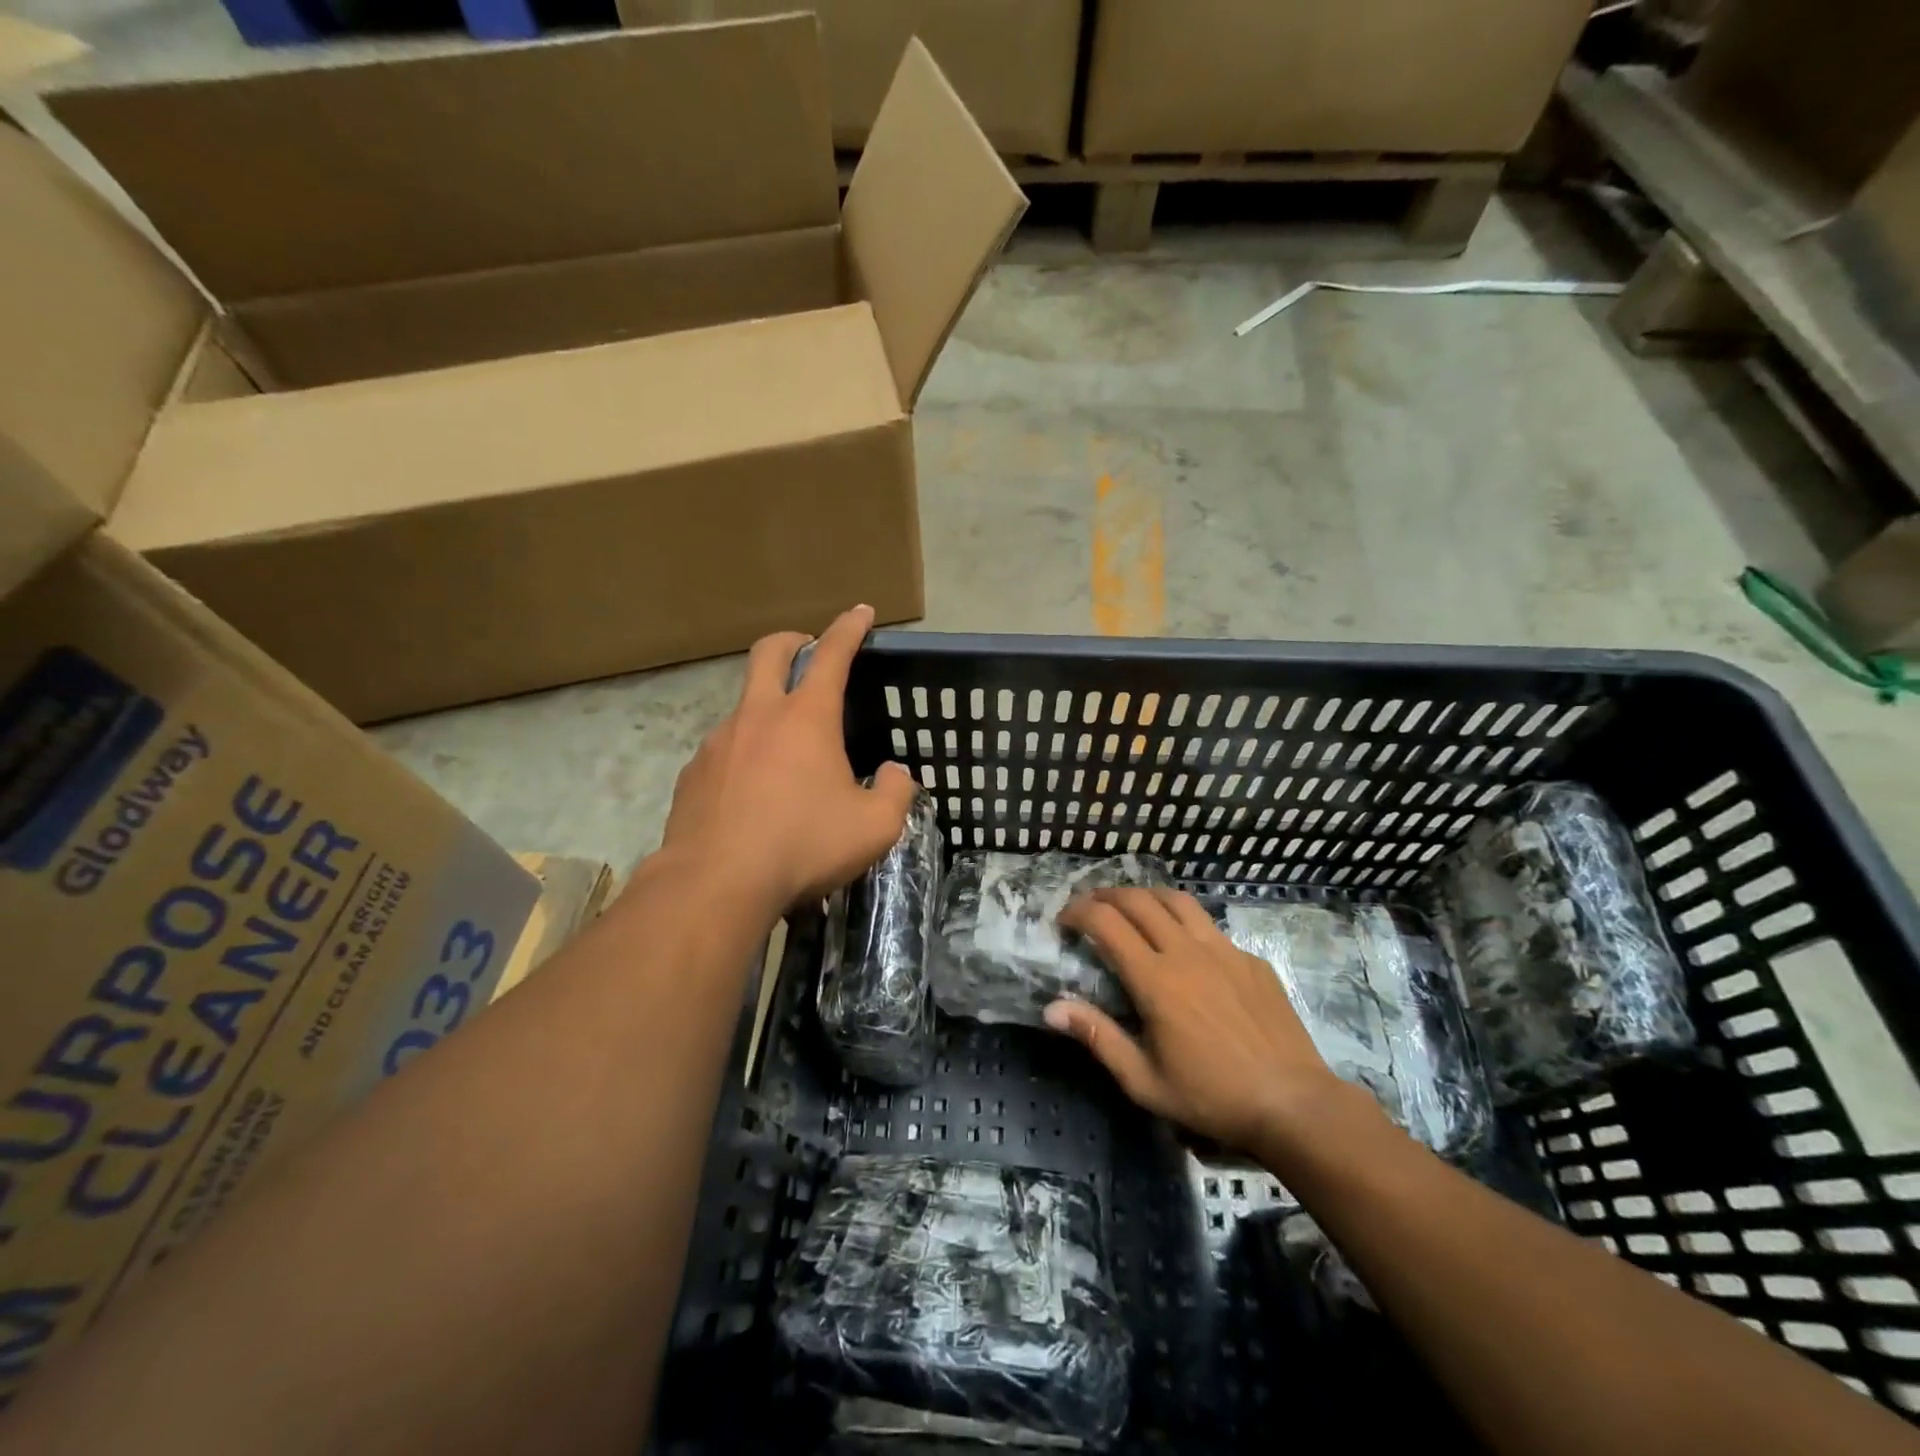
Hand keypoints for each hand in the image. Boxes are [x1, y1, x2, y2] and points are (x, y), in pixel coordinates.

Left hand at [661, 605, 916, 911]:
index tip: (861, 612)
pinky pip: (723, 751)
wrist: (716, 883)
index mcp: (806, 717)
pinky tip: (751, 795)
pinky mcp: (693, 774)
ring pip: (744, 706)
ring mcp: (718, 742)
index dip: (849, 628)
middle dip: (793, 641)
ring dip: (767, 709)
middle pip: (770, 653)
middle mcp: (758, 716)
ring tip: (785, 753)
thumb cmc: (804, 845)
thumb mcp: (874, 827)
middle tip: (808, 649)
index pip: (832, 654)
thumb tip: (894, 775)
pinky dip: (743, 756)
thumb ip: (894, 793)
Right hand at [1045, 889, 1354, 1155]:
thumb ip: (1098, 1037)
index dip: (1078, 912)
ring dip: (1145, 897)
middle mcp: (1187, 951)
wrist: (1294, 1103)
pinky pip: (1209, 926)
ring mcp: (1224, 949)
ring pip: (1177, 900)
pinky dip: (1184, 923)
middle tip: (1089, 908)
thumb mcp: (1145, 1081)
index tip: (1064, 921)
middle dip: (1106, 896)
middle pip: (1138, 900)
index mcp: (1156, 979)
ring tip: (1131, 908)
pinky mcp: (1250, 959)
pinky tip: (1185, 947)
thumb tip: (1051, 1008)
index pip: (1106, 923)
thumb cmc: (1212, 1097)